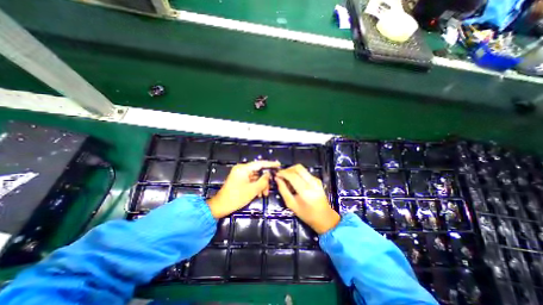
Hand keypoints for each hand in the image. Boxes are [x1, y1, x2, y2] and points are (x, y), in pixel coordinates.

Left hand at [207, 161, 279, 217]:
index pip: (260, 163)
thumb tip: (269, 174)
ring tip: (264, 194)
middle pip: (258, 171)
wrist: (221, 206)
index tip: (278, 164)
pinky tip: (259, 194)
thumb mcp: (253, 190)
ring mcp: (240, 174)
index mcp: (243, 169)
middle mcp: (241, 169)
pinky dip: (255, 186)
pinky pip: (250, 180)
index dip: (270, 164)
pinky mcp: (239, 179)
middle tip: (270, 188)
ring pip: (255, 177)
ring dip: (261, 185)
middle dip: (264, 180)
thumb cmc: (236, 197)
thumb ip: (263, 181)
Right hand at [276, 165, 337, 233]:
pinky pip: (305, 172)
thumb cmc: (307, 214)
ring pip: (301, 168)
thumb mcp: (291, 205)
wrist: (325, 217)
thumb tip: (277, 179)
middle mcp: (312, 182)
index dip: (283, 173)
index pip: (292, 175)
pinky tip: (294, 182)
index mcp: (305, 191)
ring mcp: (316, 180)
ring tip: (287, 180)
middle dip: (288, 169)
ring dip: (292, 171)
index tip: (276, 174)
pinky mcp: (317, 179)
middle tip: (282, 176)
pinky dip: (297, 174)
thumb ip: (283, 190)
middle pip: (298, 167)